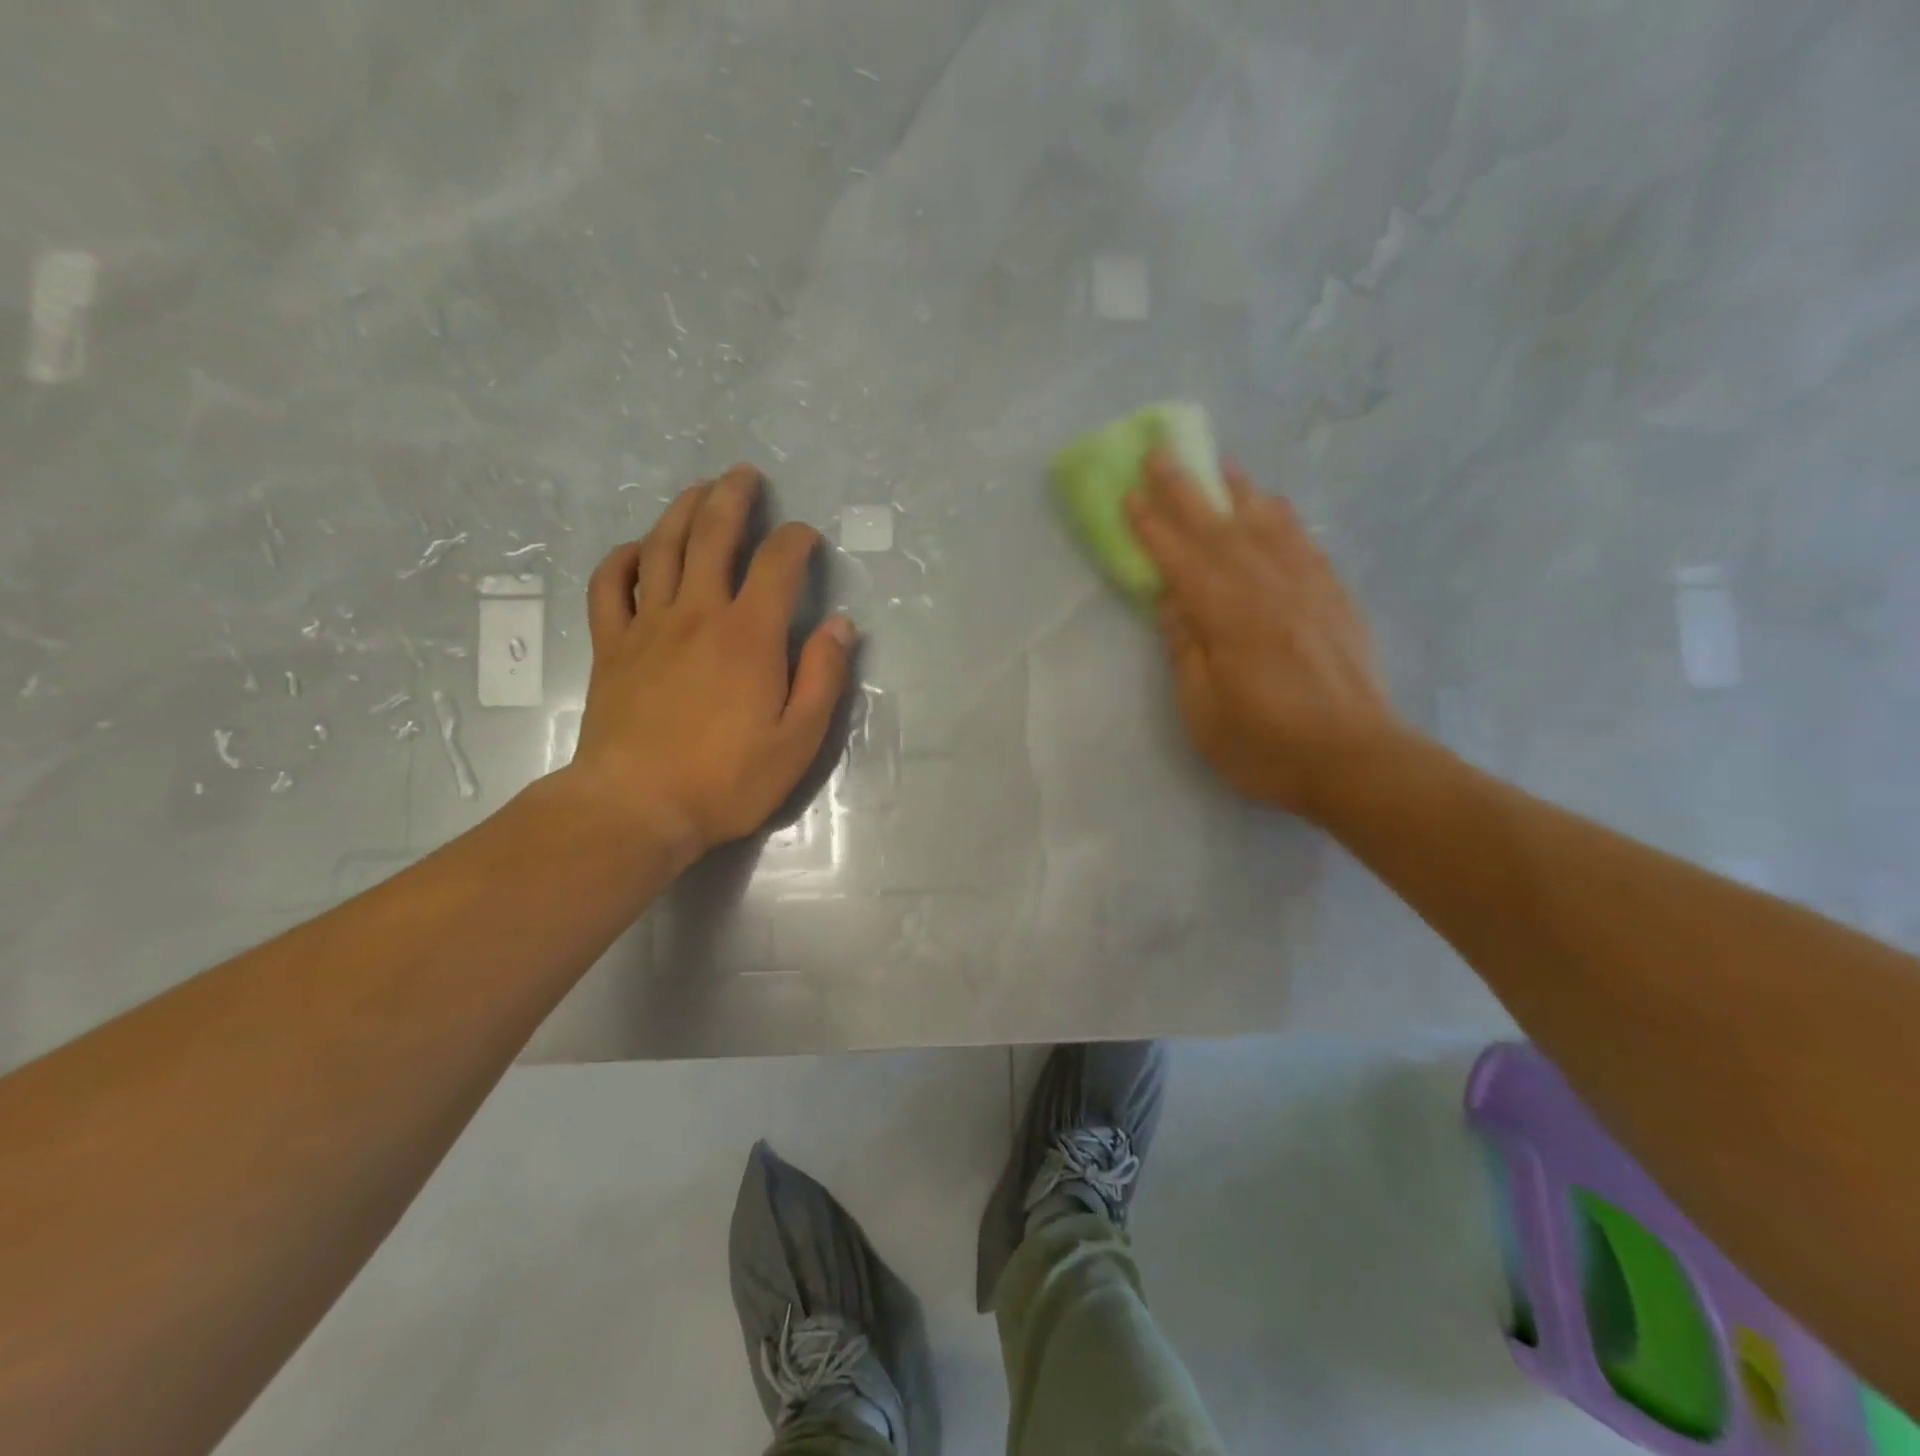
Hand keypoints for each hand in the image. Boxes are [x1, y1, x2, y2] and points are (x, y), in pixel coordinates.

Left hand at [567, 464, 854, 864]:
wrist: (637, 807)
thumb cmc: (727, 779)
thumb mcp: (799, 739)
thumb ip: (823, 676)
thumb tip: (841, 624)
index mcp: (750, 635)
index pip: (778, 564)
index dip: (797, 540)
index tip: (807, 538)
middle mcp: (698, 613)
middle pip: (713, 535)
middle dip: (733, 498)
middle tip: (744, 475)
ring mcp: (648, 625)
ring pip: (662, 547)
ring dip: (682, 510)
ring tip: (699, 490)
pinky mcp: (611, 645)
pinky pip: (610, 584)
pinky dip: (623, 558)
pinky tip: (638, 550)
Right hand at [1127, 451, 1401, 819]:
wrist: (1358, 761)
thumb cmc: (1268, 746)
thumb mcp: (1205, 713)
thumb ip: (1185, 651)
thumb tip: (1171, 602)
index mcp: (1231, 619)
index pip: (1182, 561)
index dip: (1153, 526)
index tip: (1129, 492)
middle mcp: (1270, 590)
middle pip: (1220, 530)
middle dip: (1187, 489)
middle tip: (1162, 451)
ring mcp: (1309, 590)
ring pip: (1267, 525)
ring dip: (1238, 491)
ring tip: (1219, 463)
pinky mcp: (1336, 600)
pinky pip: (1305, 544)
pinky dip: (1283, 518)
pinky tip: (1274, 506)